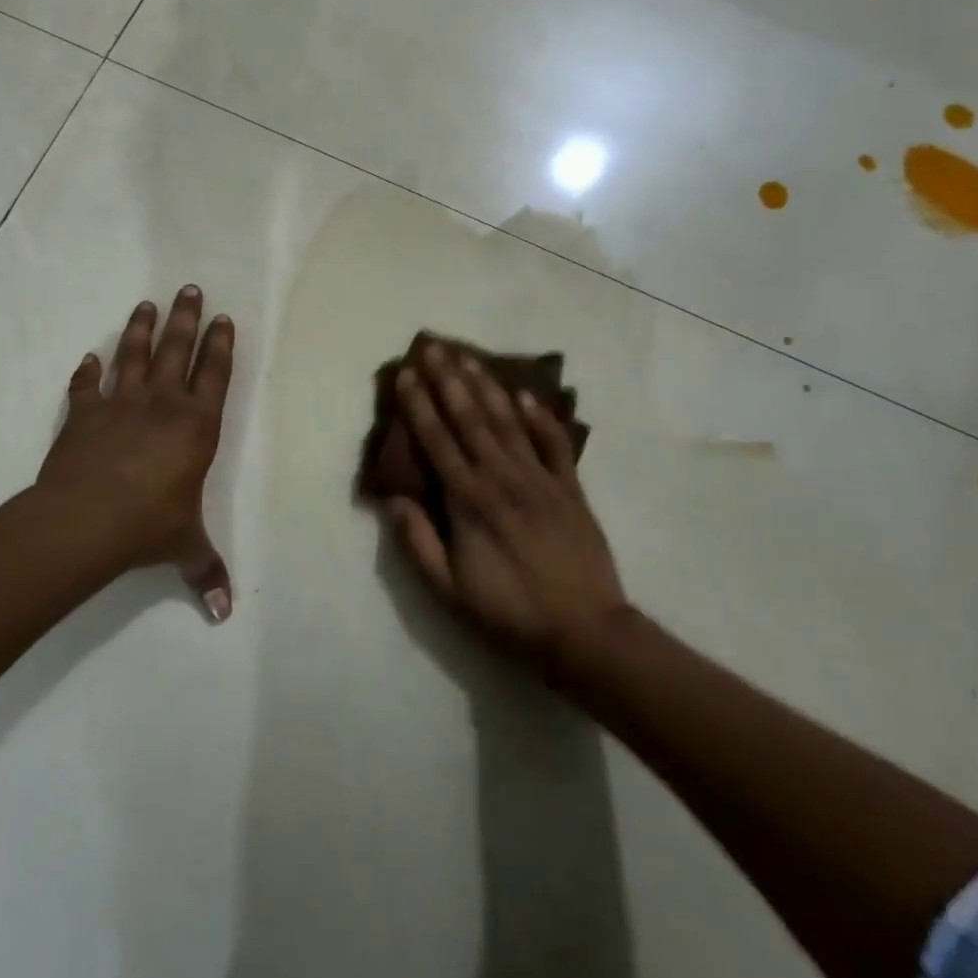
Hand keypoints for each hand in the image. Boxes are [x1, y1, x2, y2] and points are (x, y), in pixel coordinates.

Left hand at [36, 286, 236, 620]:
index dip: (221, 344)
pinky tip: (88, 358)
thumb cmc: (148, 525)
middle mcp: (163, 404)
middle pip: (178, 349)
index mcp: (197, 426)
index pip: (215, 374)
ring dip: (141, 329)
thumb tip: (226, 614)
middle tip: (190, 287)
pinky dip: (87, 371)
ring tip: (147, 304)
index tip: (223, 318)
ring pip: (135, 355)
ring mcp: (121, 403)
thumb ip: (207, 572)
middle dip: (187, 318)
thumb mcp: (185, 547)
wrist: (85, 520)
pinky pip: (86, 385)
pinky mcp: (84, 413)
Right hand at [387, 342, 628, 670]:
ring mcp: (540, 479)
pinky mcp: (570, 488)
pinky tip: (525, 393)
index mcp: (469, 501)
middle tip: (433, 345)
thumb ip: (418, 541)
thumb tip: (391, 498)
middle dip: (448, 379)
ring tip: (468, 356)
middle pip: (470, 418)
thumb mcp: (449, 590)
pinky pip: (554, 444)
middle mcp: (502, 478)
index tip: (405, 373)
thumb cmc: (509, 612)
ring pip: (507, 421)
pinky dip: (541, 417)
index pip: (436, 440)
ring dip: (486, 386)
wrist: (585, 632)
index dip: (418, 405)